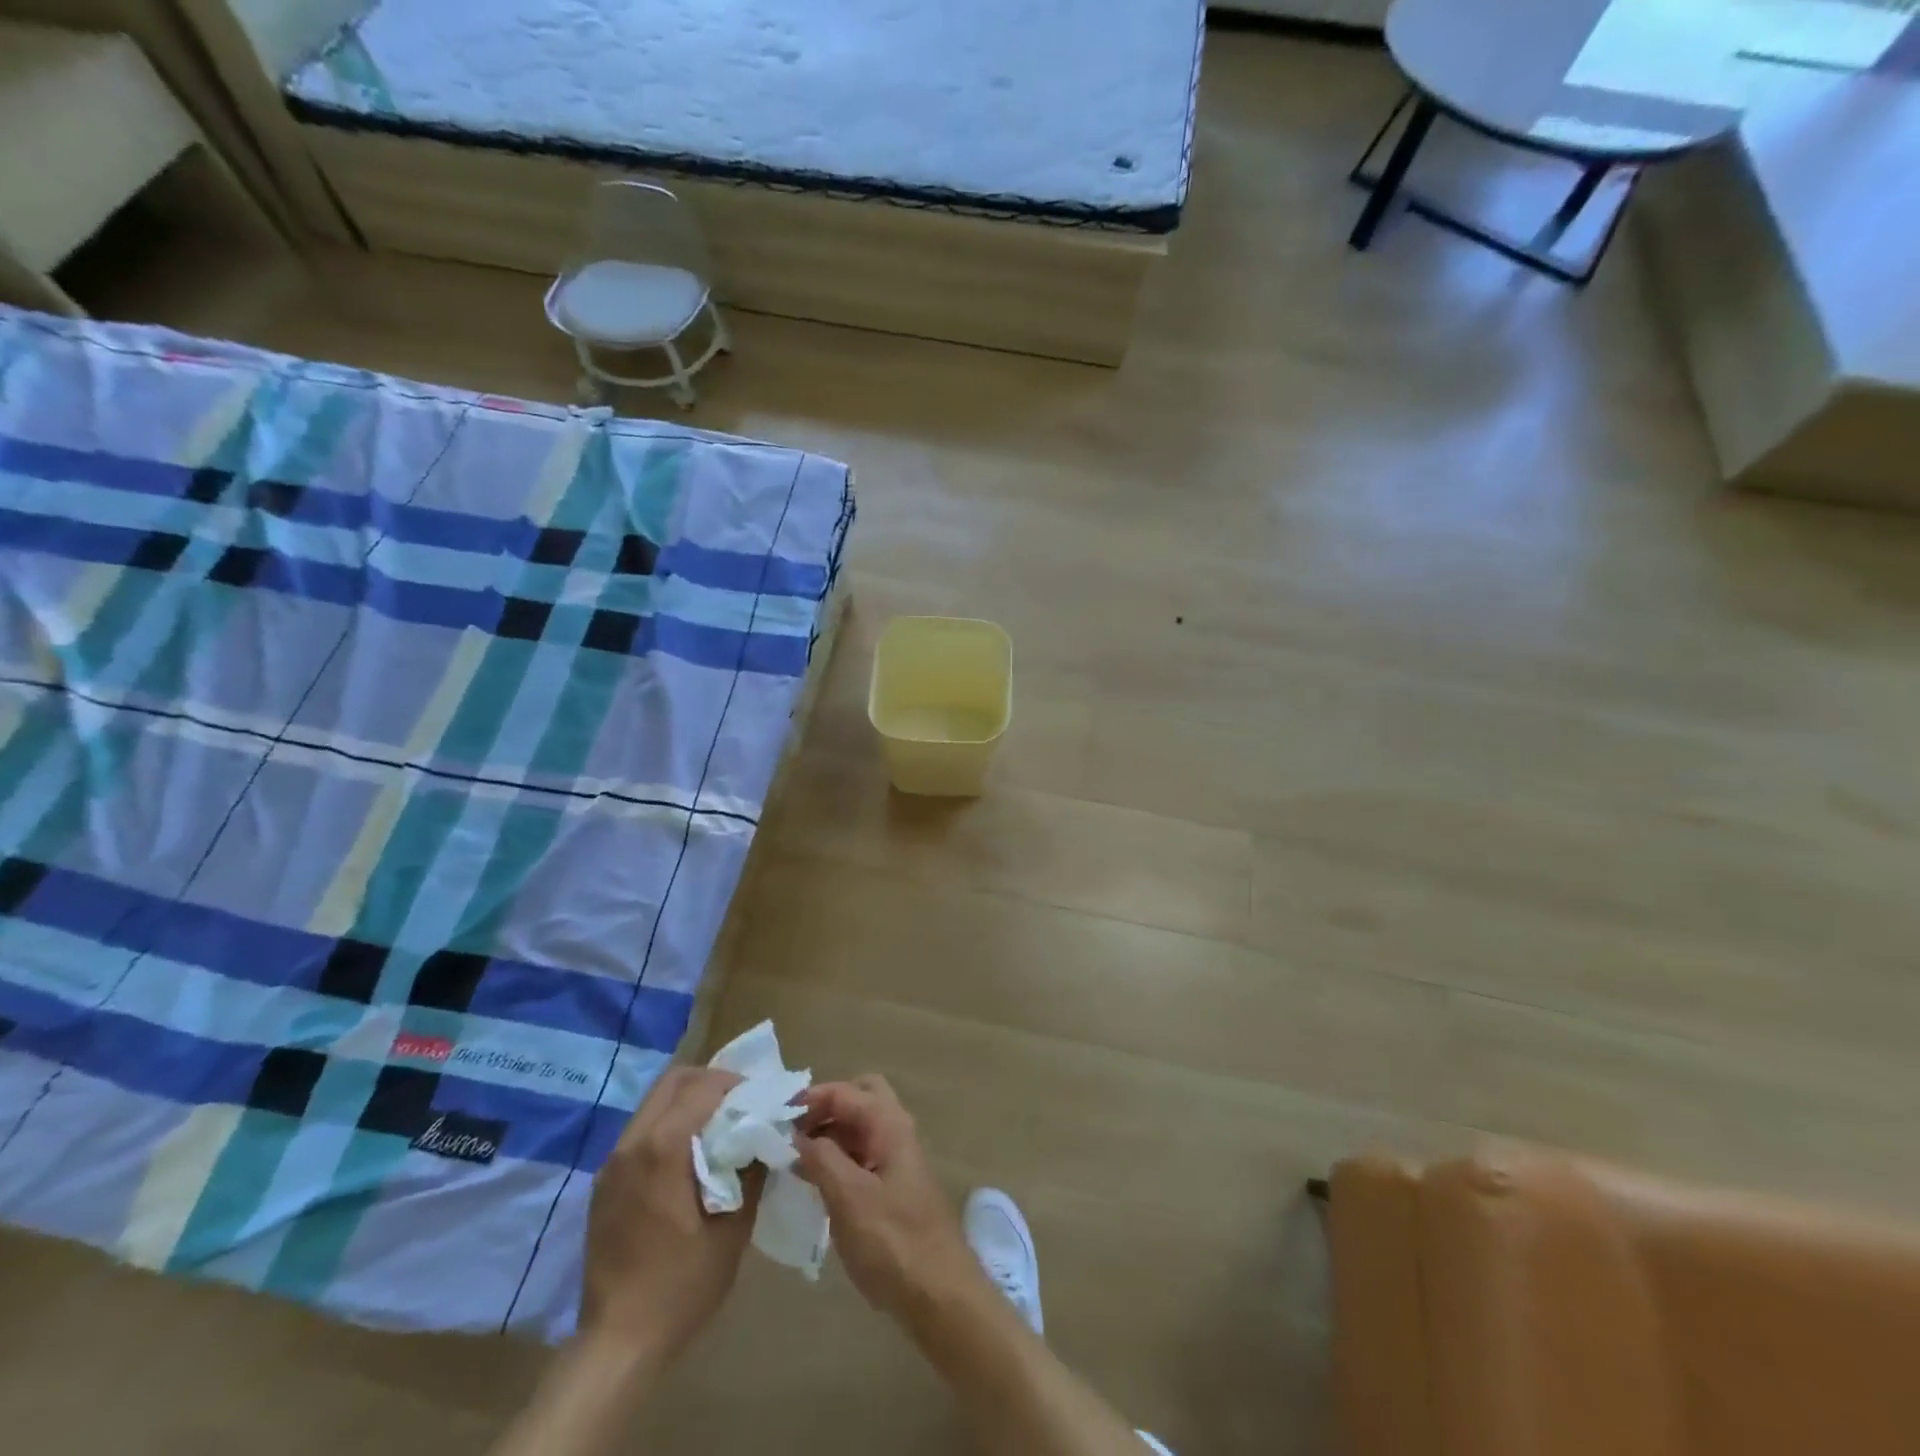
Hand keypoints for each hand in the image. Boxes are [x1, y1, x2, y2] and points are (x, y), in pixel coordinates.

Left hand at [579, 1066, 762, 1366]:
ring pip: (654, 1102)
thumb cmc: (682, 1284)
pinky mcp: (604, 1182)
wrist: (618, 1343)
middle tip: (739, 1104)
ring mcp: (613, 1161)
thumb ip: (751, 1170)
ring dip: (688, 1102)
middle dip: (710, 1082)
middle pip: (673, 1081)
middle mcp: (633, 1142)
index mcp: (663, 1147)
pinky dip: (668, 1125)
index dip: (736, 1084)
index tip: (760, 1099)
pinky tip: (688, 1158)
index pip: (704, 1086)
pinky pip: (641, 1131)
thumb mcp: (734, 1227)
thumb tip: (765, 1135)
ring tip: (717, 1128)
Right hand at [793, 1075, 986, 1326]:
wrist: (939, 1294)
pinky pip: (862, 1155)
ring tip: (792, 1160)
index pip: (845, 1091)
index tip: (774, 1119)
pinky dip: (838, 1158)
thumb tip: (796, 1135)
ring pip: (860, 1127)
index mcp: (889, 1124)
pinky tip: (814, 1183)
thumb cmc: (893, 1243)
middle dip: (824, 1108)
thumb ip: (821, 1159)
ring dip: (830, 1134)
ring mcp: (897, 1159)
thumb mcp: (849, 1198)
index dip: (809, 1098)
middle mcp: (896, 1131)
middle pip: (859, 1098)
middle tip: (792, 1134)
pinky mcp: (894, 1186)